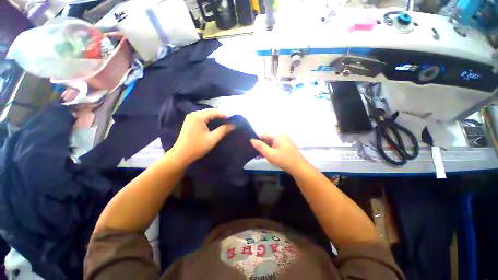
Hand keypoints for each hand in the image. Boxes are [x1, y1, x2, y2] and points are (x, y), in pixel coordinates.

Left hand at [171, 109, 234, 164]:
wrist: (181, 155)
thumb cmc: (197, 147)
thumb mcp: (212, 138)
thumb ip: (223, 130)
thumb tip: (233, 125)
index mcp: (198, 116)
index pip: (214, 112)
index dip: (225, 114)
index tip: (234, 118)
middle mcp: (194, 114)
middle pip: (210, 111)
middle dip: (221, 115)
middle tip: (230, 119)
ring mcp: (190, 117)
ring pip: (206, 114)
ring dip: (216, 117)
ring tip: (225, 121)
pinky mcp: (190, 122)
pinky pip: (202, 117)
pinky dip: (210, 119)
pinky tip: (215, 122)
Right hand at [250, 134, 307, 174]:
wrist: (299, 168)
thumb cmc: (285, 160)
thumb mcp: (270, 154)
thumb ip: (260, 146)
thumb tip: (251, 140)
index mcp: (277, 135)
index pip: (262, 134)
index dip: (255, 139)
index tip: (249, 146)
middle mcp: (279, 135)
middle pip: (265, 138)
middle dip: (259, 145)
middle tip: (253, 153)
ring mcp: (282, 140)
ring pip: (268, 142)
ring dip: (263, 149)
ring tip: (257, 156)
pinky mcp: (283, 145)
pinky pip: (272, 145)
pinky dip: (268, 150)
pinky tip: (263, 156)